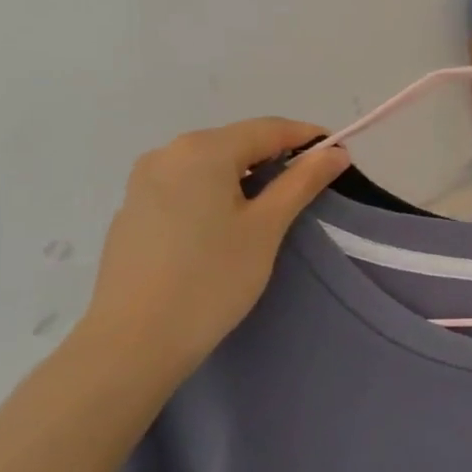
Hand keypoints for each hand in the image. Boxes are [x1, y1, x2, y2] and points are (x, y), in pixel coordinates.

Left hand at [73, 118, 350, 381]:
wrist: (133, 343)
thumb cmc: (212, 279)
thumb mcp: (267, 227)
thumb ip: (302, 182)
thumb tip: (334, 151)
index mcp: (202, 149)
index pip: (269, 128)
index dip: (308, 138)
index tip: (340, 156)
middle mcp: (167, 153)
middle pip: (236, 142)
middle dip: (276, 157)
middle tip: (310, 185)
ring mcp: (142, 182)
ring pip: (209, 165)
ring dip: (245, 176)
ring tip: (271, 208)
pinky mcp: (132, 212)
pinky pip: (185, 187)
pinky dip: (214, 194)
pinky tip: (224, 228)